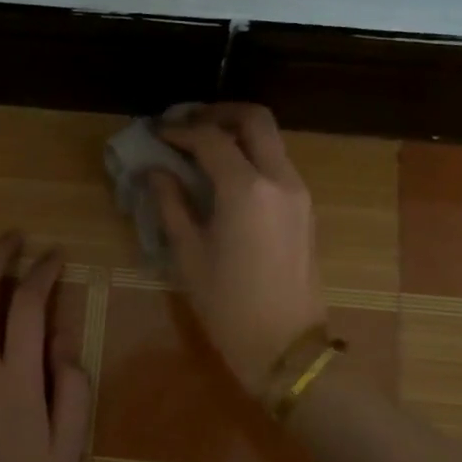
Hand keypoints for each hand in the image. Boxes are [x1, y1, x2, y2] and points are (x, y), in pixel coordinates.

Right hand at [151, 104, 326, 389]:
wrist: (287, 348)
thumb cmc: (229, 306)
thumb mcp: (189, 255)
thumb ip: (171, 204)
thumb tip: (156, 172)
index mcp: (247, 189)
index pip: (210, 139)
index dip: (179, 131)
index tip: (155, 134)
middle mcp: (280, 179)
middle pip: (254, 119)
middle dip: (218, 113)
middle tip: (186, 124)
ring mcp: (299, 193)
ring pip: (271, 140)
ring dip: (237, 133)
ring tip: (202, 148)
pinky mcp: (306, 209)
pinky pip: (278, 164)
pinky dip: (252, 156)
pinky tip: (225, 176)